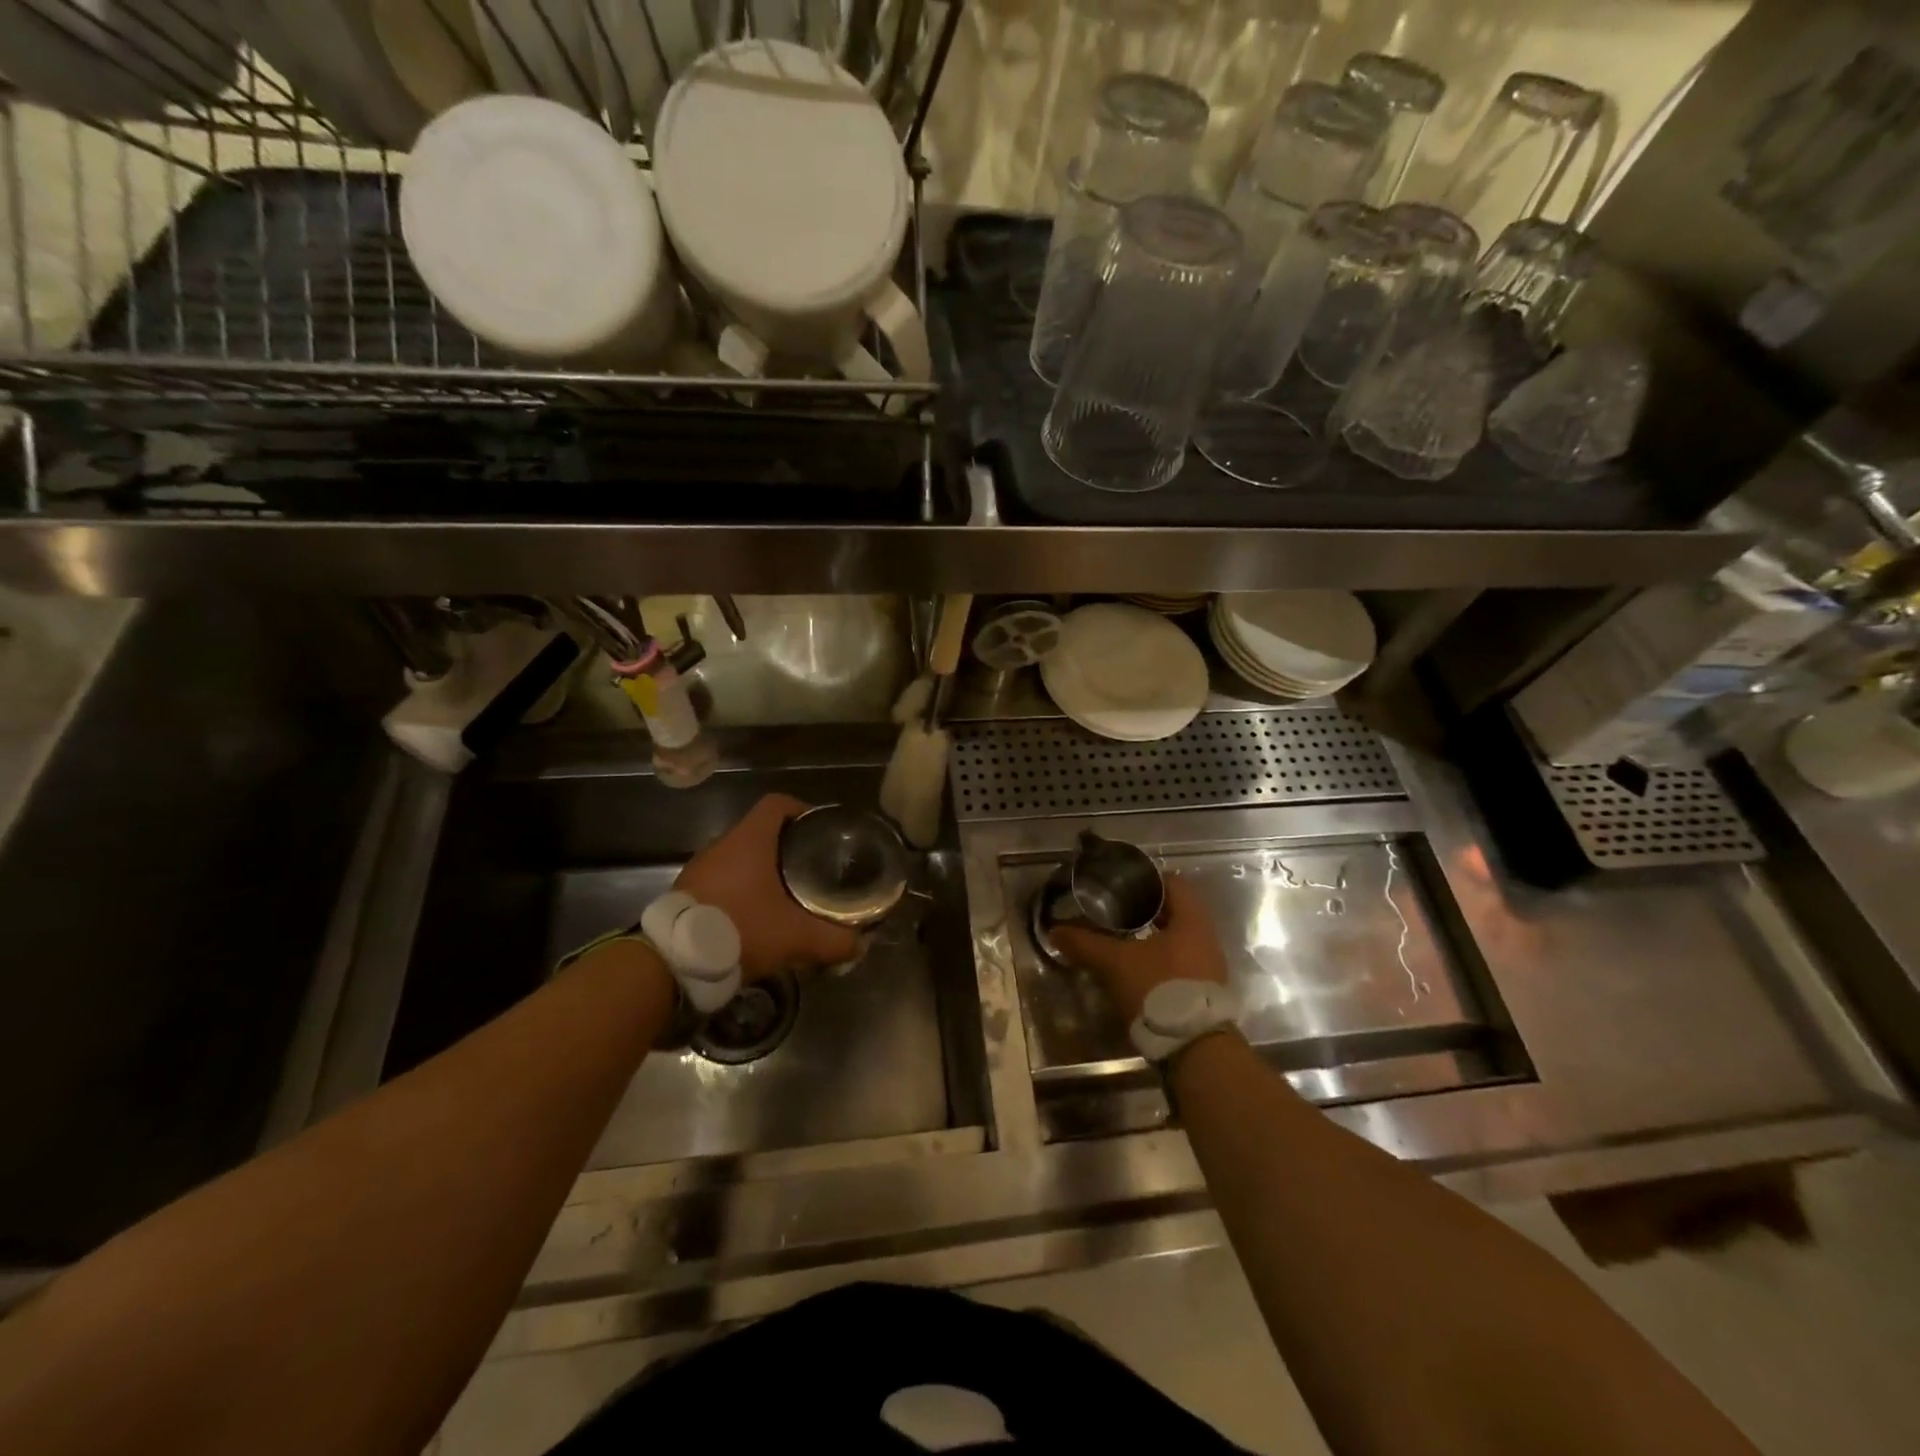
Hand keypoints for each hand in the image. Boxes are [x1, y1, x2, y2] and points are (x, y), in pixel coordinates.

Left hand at [674, 793, 860, 981]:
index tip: (820, 829)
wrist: (673, 962)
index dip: (801, 810)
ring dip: (762, 872)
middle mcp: (723, 845)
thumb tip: (859, 945)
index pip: (777, 804)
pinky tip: (756, 918)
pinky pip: (721, 881)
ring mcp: (700, 869)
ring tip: (787, 895)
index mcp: (750, 840)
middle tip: (812, 868)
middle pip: (761, 832)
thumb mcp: (796, 937)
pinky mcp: (686, 893)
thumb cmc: (740, 929)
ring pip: (740, 858)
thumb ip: (833, 940)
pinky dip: (741, 891)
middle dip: (787, 847)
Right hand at [1050, 873, 1229, 1022]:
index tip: (1122, 883)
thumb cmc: (1159, 990)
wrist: (1195, 1049)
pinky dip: (1159, 958)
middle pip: (1176, 911)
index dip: (1147, 879)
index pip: (1174, 883)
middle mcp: (1206, 939)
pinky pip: (1180, 961)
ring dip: (1152, 936)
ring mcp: (1208, 967)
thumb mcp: (1115, 963)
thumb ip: (1086, 944)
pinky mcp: (1203, 991)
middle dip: (1146, 909)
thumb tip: (1055, 931)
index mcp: (1192, 921)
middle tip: (1115, 910)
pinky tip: (1136, 967)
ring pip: (1177, 938)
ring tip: (1121, 938)